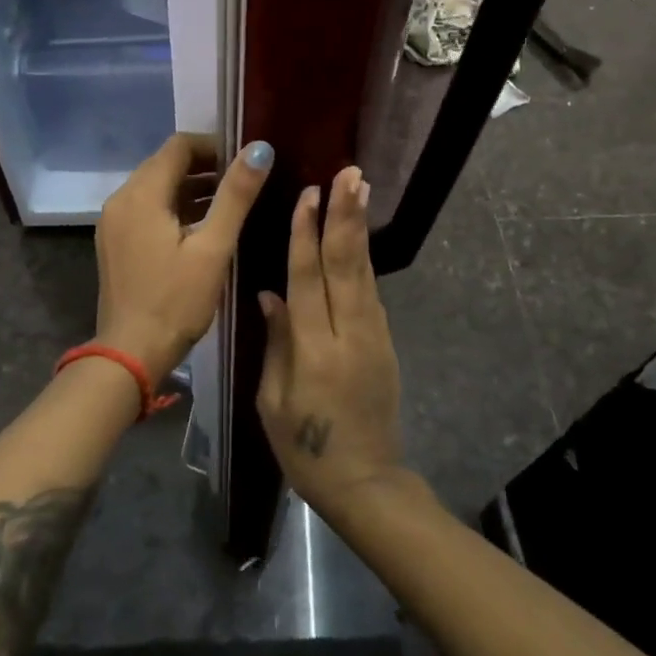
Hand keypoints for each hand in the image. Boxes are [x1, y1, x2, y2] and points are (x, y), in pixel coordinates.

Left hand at [94, 134, 273, 383]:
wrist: (130, 355)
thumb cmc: (176, 302)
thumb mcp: (213, 248)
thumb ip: (236, 195)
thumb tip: (260, 149)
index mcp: (141, 194)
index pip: (179, 146)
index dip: (214, 145)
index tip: (246, 160)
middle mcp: (121, 200)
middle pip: (165, 164)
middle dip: (205, 166)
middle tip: (244, 180)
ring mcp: (114, 223)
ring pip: (156, 188)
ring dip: (191, 188)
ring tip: (231, 202)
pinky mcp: (115, 243)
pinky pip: (147, 210)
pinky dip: (175, 208)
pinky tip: (203, 226)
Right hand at [256, 166, 406, 514]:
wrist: (365, 481)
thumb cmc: (305, 448)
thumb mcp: (273, 401)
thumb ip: (276, 342)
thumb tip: (270, 293)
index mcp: (313, 350)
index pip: (307, 280)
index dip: (305, 235)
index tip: (309, 195)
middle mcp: (348, 334)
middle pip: (345, 265)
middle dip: (345, 216)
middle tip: (349, 173)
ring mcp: (373, 337)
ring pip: (363, 272)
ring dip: (359, 228)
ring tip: (360, 188)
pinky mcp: (385, 343)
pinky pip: (370, 293)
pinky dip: (363, 260)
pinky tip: (358, 237)